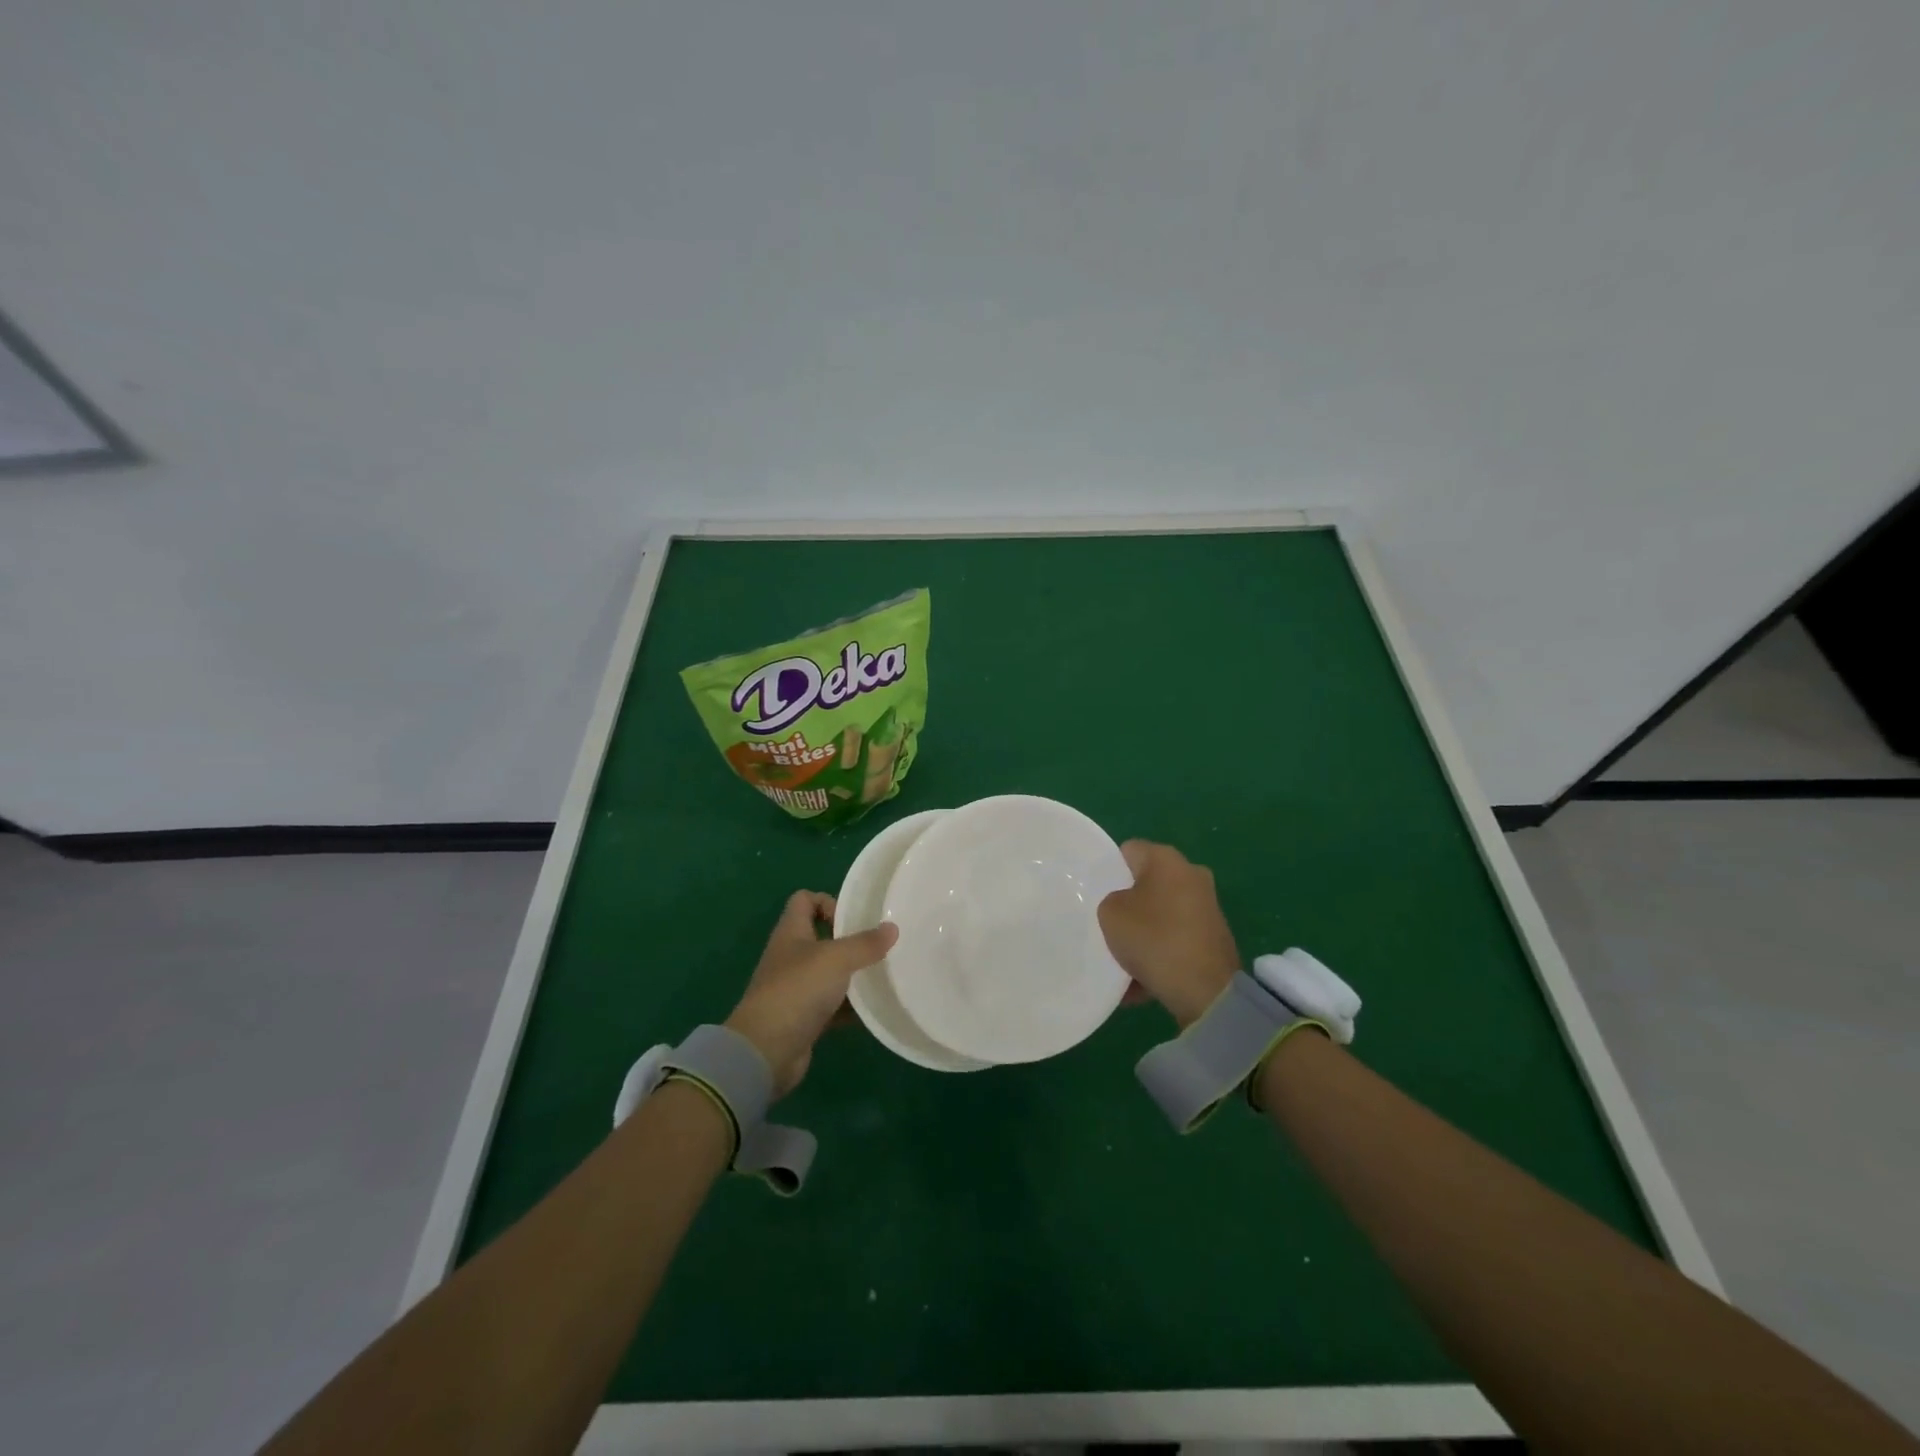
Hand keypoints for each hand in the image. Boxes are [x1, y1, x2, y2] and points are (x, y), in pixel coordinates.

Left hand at [726, 891, 897, 1095]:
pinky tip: (874, 1010)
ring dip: (853, 975)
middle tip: (879, 948)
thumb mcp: (836, 959)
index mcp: (791, 932)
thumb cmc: (798, 990)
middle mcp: (791, 956)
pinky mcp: (804, 1018)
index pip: (804, 900)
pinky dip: (850, 1008)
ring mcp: (796, 989)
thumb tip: (892, 928)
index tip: (854, 919)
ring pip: (830, 973)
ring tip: (883, 977)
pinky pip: (832, 1006)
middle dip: (850, 941)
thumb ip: (865, 944)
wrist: (766, 1051)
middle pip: (821, 937)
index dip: (828, 902)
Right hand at [1097, 840, 1240, 1027]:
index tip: (1096, 894)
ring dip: (1143, 933)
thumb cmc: (1153, 938)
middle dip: (1128, 903)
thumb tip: (1125, 905)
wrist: (1206, 991)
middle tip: (1107, 925)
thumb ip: (1110, 900)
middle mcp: (1192, 875)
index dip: (1109, 869)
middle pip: (1146, 884)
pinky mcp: (1213, 939)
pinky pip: (1175, 941)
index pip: (1128, 851)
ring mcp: (1207, 908)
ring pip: (1161, 915)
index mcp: (1166, 859)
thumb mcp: (1110, 913)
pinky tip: (1140, 982)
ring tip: (1122, 960)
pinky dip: (1160, 955)